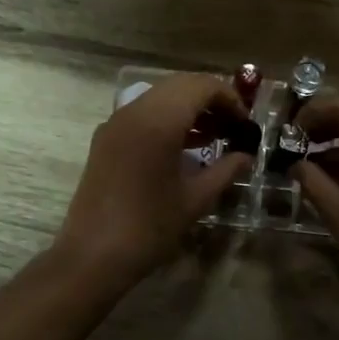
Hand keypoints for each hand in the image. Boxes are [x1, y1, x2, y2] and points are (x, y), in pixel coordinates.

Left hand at [53, 73, 250, 289]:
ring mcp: (116, 123)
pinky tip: (184, 147)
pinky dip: (167, 119)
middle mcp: (134, 111)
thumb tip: (246, 156)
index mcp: (159, 121)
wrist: (93, 255)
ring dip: (188, 108)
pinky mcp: (106, 138)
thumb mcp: (195, 199)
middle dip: (210, 99)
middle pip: (180, 84)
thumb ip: (225, 170)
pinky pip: (142, 114)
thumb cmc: (149, 227)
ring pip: (160, 97)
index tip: (246, 123)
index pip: (201, 86)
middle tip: (232, 125)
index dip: (229, 98)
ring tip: (214, 136)